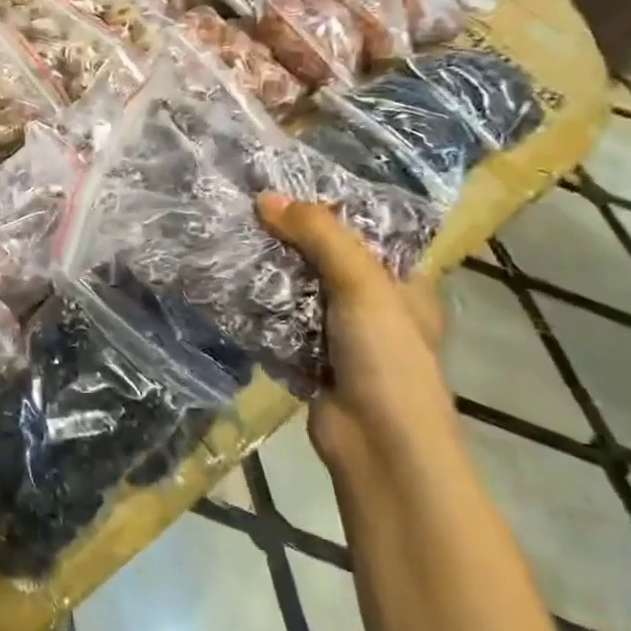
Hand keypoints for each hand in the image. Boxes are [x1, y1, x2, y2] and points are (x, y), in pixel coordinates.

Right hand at [256, 195, 453, 471]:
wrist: (378, 442)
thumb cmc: (387, 356)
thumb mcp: (361, 283)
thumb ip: (319, 236)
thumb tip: (265, 197)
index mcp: (403, 285)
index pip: (366, 235)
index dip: (330, 211)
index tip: (285, 188)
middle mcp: (373, 307)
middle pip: (325, 262)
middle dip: (288, 241)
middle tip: (246, 212)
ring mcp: (340, 337)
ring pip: (298, 294)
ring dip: (268, 276)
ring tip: (230, 241)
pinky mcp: (309, 361)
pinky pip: (278, 326)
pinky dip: (257, 311)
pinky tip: (227, 288)